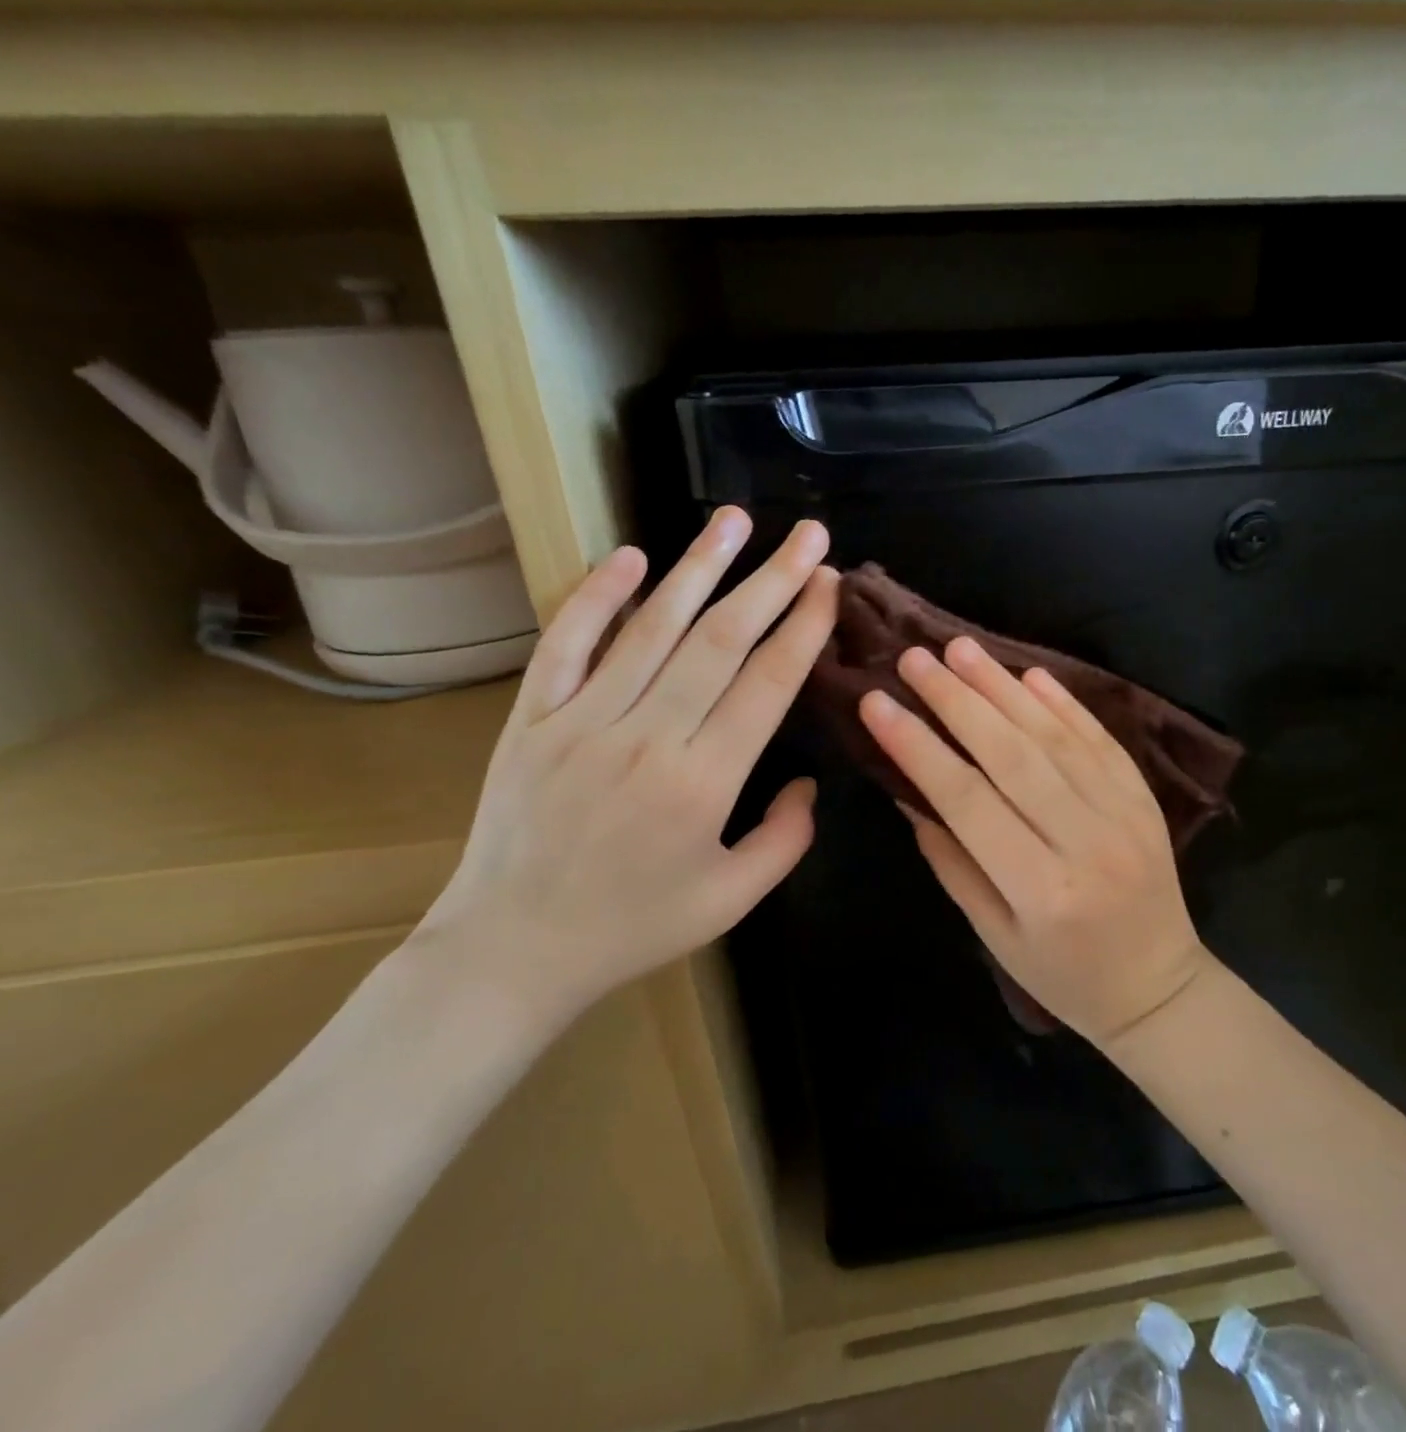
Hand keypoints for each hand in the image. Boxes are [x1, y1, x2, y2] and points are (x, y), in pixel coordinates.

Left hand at [416, 508, 836, 1030]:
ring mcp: (583, 720)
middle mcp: (647, 736)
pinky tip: (630, 556)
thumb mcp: (732, 900)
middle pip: (721, 640)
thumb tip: (807, 782)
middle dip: (772, 580)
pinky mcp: (534, 718)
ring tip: (734, 520)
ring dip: (698, 568)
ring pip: (651, 627)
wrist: (511, 950)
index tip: (830, 583)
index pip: (767, 683)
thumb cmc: (633, 927)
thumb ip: (786, 839)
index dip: (804, 627)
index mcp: (704, 781)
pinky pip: (566, 644)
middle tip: (808, 535)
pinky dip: (596, 596)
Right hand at [858, 637, 1210, 1048]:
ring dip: (1004, 687)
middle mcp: (1085, 842)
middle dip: (957, 701)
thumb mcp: (995, 936)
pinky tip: (1030, 675)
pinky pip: (1101, 740)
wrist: (1158, 987)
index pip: (967, 800)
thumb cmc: (1064, 975)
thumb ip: (953, 863)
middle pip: (1012, 755)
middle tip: (915, 658)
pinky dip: (1064, 703)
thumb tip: (912, 793)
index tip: (878, 703)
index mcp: (1041, 889)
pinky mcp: (1144, 799)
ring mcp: (1124, 814)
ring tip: (961, 649)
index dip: (918, 747)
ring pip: (1056, 737)